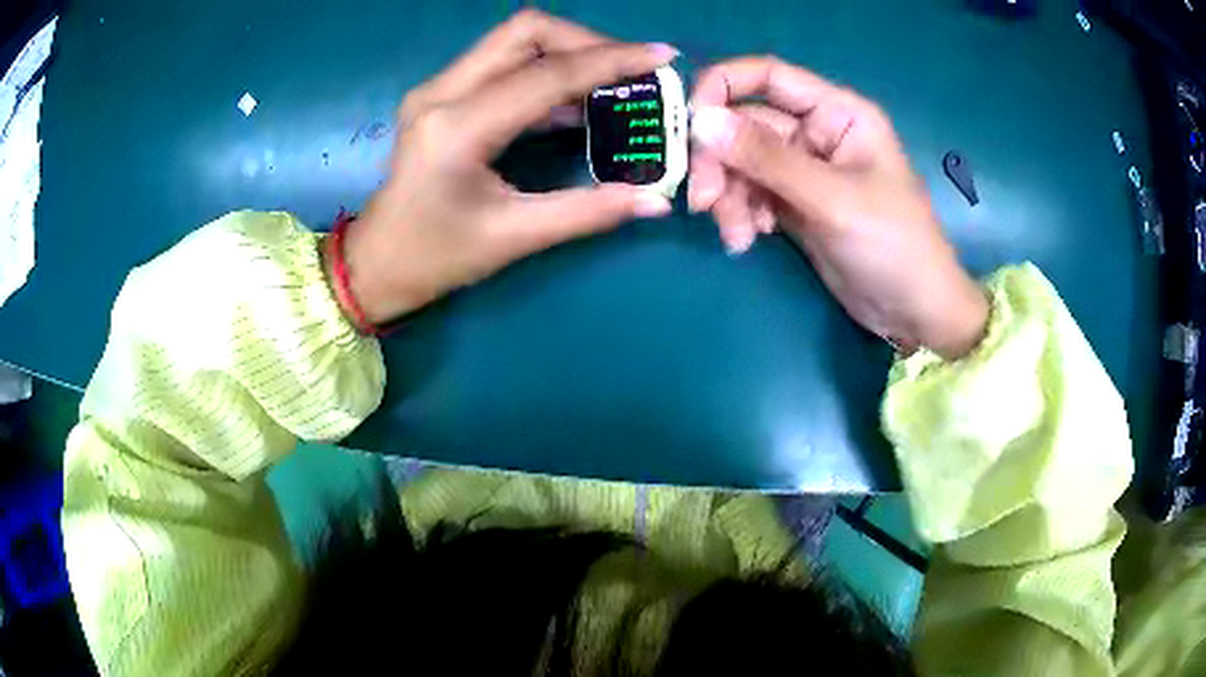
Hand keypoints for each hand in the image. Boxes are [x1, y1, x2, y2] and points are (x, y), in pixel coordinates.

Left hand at [338, 10, 676, 324]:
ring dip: (569, 54)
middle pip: (525, 32)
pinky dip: (547, 73)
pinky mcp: (441, 95)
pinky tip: (576, 103)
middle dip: (588, 43)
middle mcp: (441, 92)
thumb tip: (656, 200)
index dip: (610, 60)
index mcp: (457, 128)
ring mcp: (437, 89)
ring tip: (614, 86)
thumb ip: (589, 211)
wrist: (375, 263)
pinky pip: (503, 65)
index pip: (546, 73)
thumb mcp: (514, 237)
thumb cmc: (435, 257)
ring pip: (514, 41)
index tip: (661, 57)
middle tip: (632, 73)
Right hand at [689, 57, 987, 358]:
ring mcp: (803, 169)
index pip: (768, 76)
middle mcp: (816, 131)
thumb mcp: (832, 199)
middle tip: (704, 201)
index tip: (689, 124)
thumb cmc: (893, 246)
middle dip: (721, 161)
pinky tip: (749, 240)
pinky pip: (750, 193)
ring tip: (737, 235)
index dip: (722, 87)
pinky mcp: (793, 203)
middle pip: (745, 124)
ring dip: (728, 195)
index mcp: (837, 112)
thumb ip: (767, 158)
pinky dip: (740, 213)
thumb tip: (700, 121)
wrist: (913, 312)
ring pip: (741, 162)